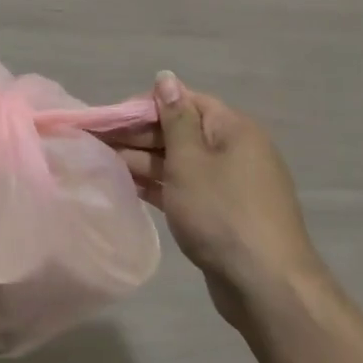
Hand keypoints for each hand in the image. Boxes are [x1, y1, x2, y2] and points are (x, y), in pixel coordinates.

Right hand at [118, 72, 325, 326]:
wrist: (266, 285)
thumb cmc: (222, 212)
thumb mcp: (190, 159)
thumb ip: (174, 118)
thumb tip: (166, 76)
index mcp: (233, 128)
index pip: (184, 101)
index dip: (146, 106)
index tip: (110, 118)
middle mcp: (235, 150)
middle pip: (180, 131)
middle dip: (139, 136)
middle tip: (97, 142)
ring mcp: (230, 184)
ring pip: (180, 162)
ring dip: (144, 162)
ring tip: (103, 163)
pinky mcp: (222, 214)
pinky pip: (186, 188)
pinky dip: (159, 186)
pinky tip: (128, 187)